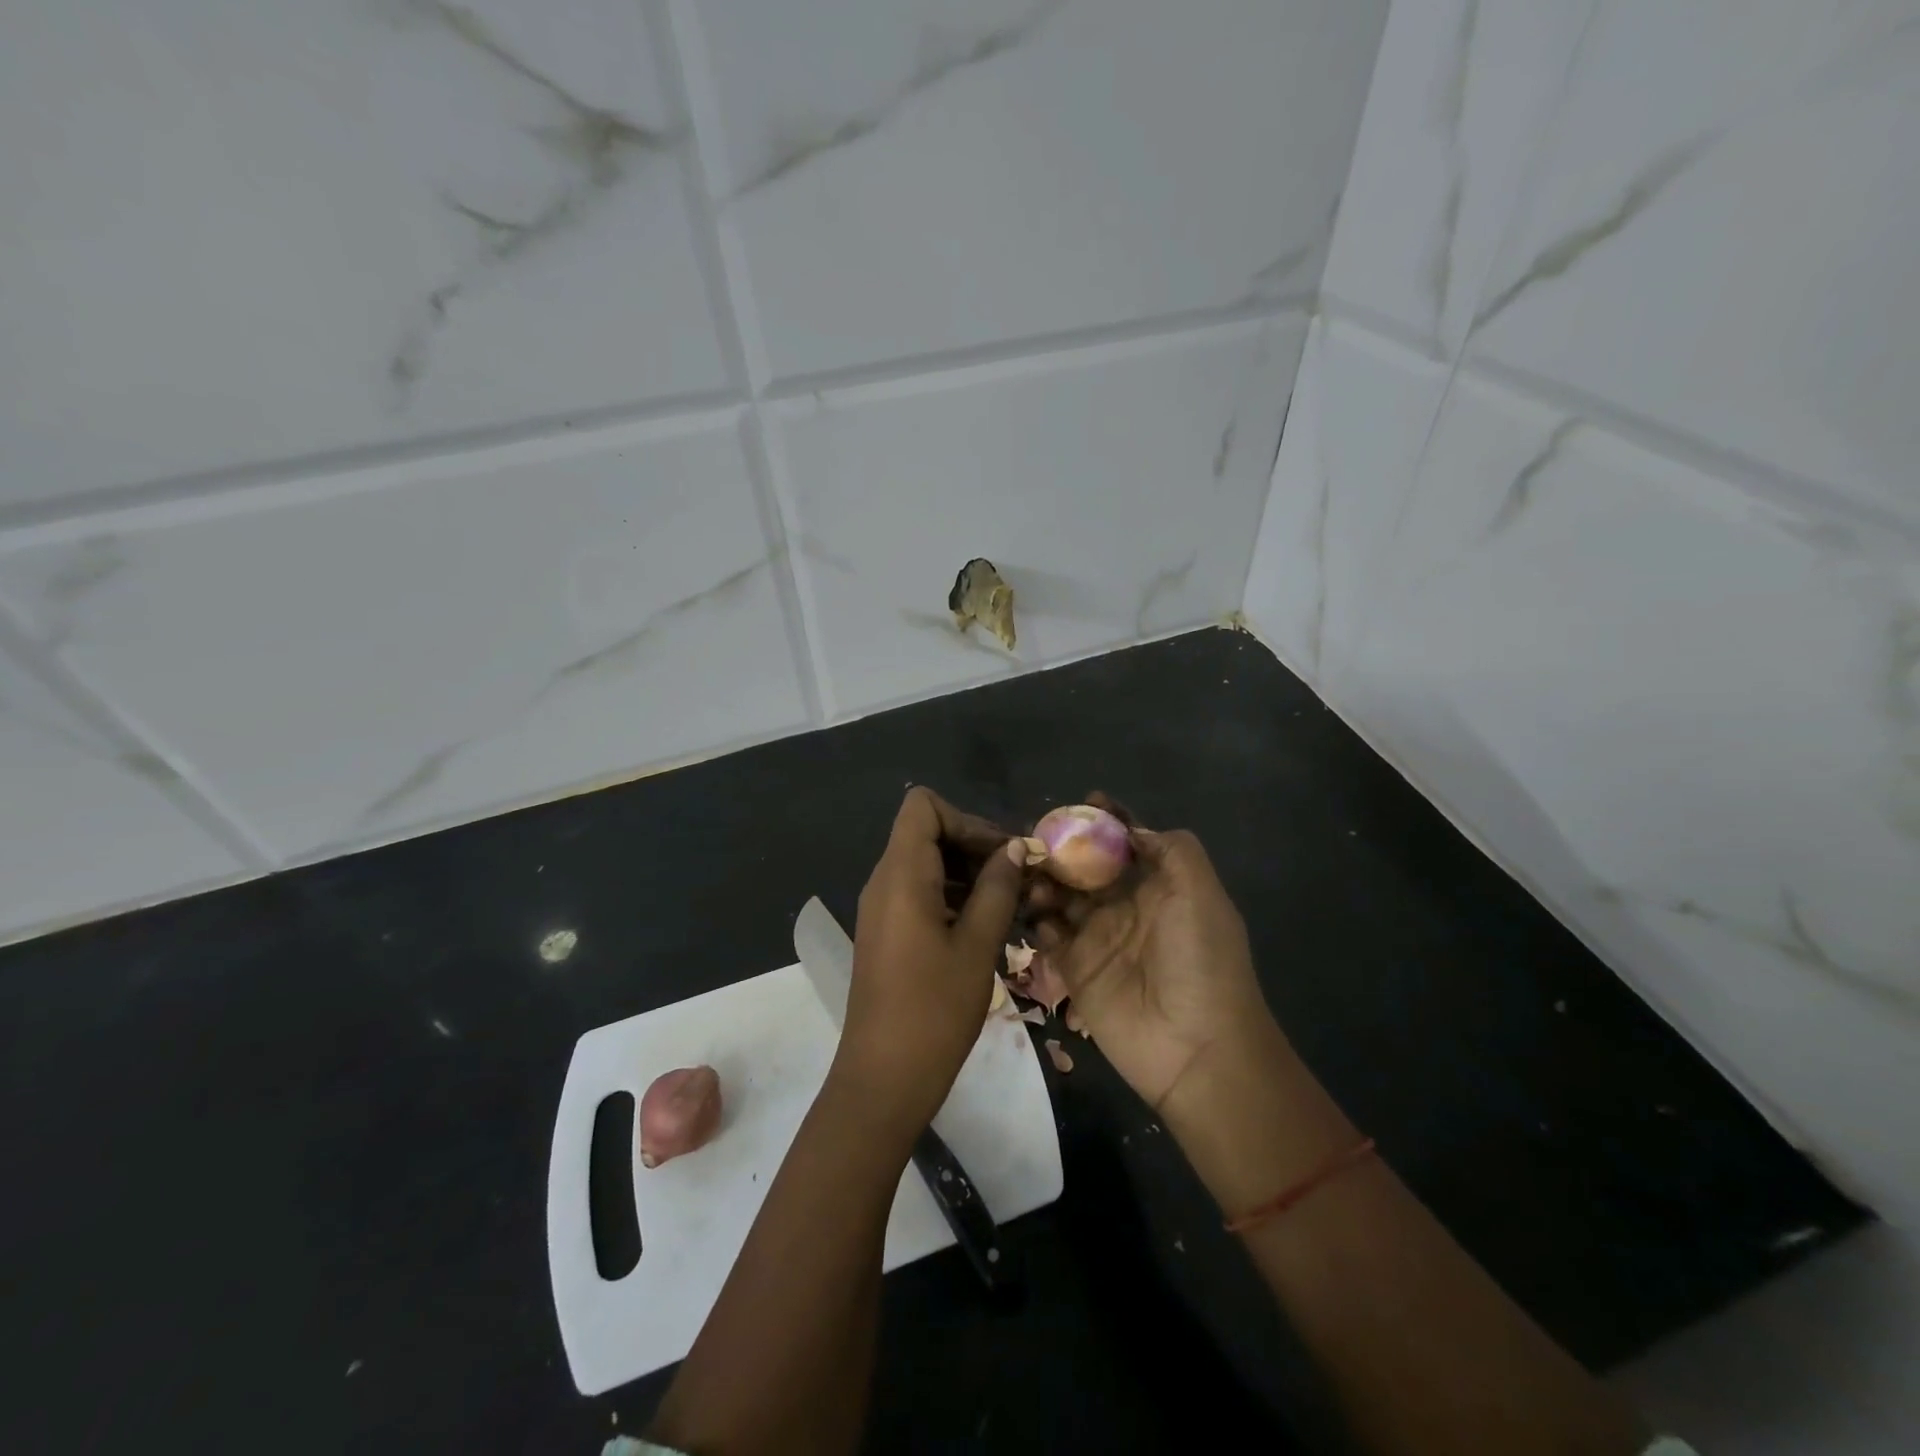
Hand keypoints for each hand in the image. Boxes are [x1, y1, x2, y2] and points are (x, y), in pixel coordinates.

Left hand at [838, 787, 1024, 1137]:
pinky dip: (952, 896)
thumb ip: (997, 889)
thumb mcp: (977, 946)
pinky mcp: (886, 932)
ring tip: (1011, 903)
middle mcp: (884, 881)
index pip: (923, 806)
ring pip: (925, 863)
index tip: (1001, 854)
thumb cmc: (933, 1010)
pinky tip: (985, 926)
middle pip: (926, 832)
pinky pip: (919, 893)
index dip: (966, 819)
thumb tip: (1015, 848)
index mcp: (901, 875)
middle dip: (974, 845)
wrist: (883, 1079)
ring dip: (967, 873)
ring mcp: (881, 908)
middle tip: (1019, 878)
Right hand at [1027, 796, 1277, 1112]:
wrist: (1196, 1048)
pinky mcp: (1074, 970)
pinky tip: (1031, 911)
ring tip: (1031, 875)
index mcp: (1160, 886)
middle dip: (1063, 848)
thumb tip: (1131, 829)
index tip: (1084, 801)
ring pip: (1061, 897)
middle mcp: (1126, 907)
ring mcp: (1098, 938)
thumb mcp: (1200, 892)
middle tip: (1034, 837)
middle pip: (1086, 866)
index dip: (1108, 820)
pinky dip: (1036, 920)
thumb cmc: (1200, 960)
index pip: (1128, 842)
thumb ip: (1171, 849)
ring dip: (1045, 881)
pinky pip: (1047, 936)